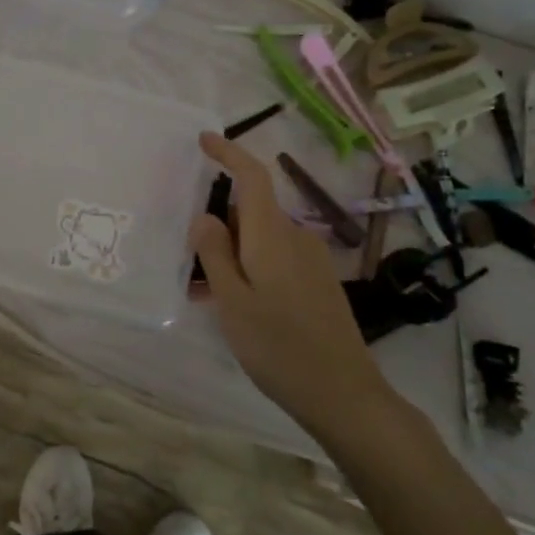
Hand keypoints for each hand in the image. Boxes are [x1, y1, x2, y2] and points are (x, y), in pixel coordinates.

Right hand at [192, 132, 393, 435]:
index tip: (204, 140)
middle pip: (251, 210)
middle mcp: (295, 237)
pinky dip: (251, 268)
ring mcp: (311, 259)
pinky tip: (238, 306)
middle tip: (190, 260)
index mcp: (272, 235)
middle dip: (219, 224)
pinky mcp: (318, 281)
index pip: (253, 176)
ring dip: (233, 253)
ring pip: (261, 238)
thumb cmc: (279, 346)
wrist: (343, 394)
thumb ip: (214, 253)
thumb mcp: (232, 301)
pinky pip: (276, 258)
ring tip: (207, 293)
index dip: (229, 153)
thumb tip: (205, 216)